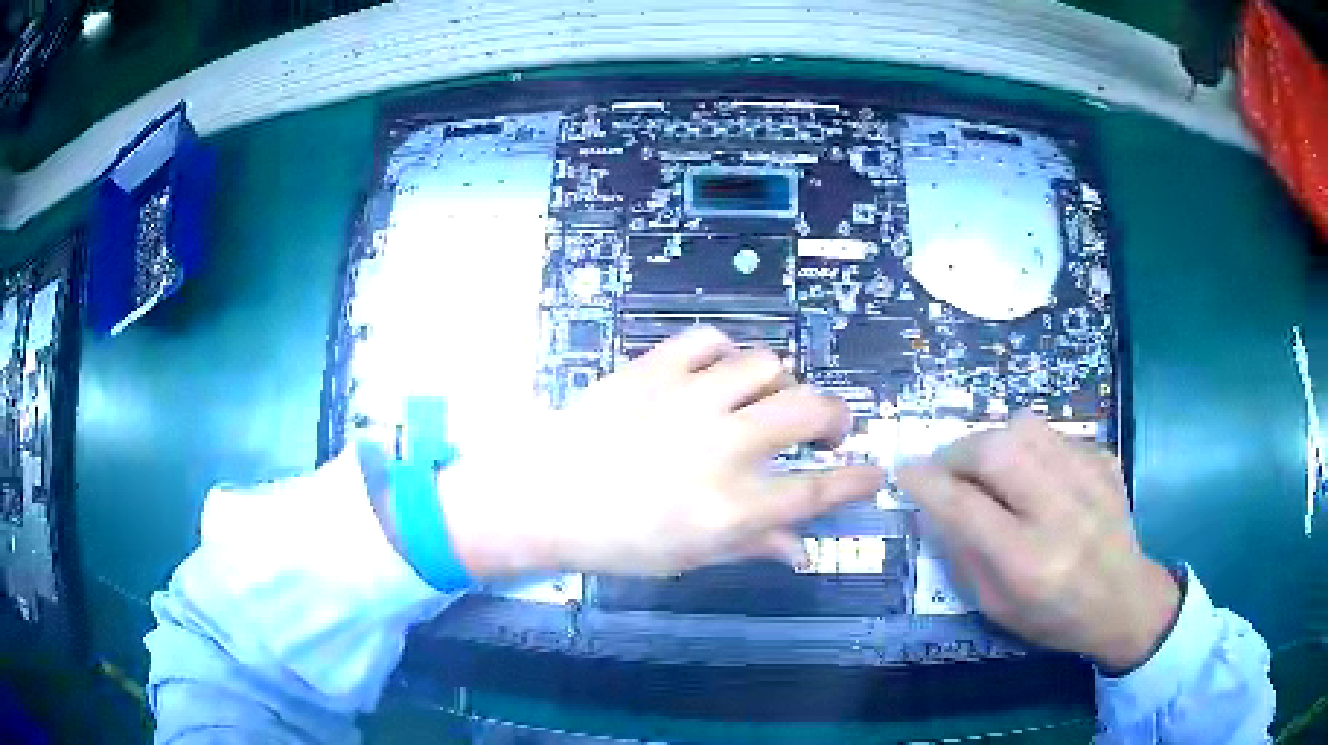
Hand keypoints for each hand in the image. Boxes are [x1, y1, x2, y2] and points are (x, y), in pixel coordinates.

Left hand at [440, 326, 885, 578]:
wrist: (543, 497)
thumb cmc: (617, 540)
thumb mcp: (689, 557)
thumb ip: (753, 546)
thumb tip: (801, 549)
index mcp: (732, 506)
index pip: (818, 490)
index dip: (856, 479)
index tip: (873, 471)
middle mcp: (722, 447)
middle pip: (809, 410)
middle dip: (835, 416)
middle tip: (825, 430)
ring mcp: (688, 400)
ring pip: (767, 365)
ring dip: (781, 382)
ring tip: (767, 399)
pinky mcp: (654, 369)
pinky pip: (710, 340)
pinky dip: (727, 353)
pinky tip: (720, 373)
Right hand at [897, 414, 1179, 672]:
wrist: (1123, 600)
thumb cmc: (1053, 617)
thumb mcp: (996, 607)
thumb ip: (961, 555)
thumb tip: (931, 506)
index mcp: (1030, 562)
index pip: (967, 508)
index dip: (928, 483)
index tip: (905, 471)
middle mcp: (1062, 513)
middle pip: (998, 451)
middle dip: (958, 451)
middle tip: (947, 468)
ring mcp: (1090, 479)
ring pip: (1025, 427)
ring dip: (992, 442)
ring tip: (988, 469)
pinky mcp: (1104, 459)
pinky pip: (1052, 434)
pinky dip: (1029, 449)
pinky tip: (1033, 477)